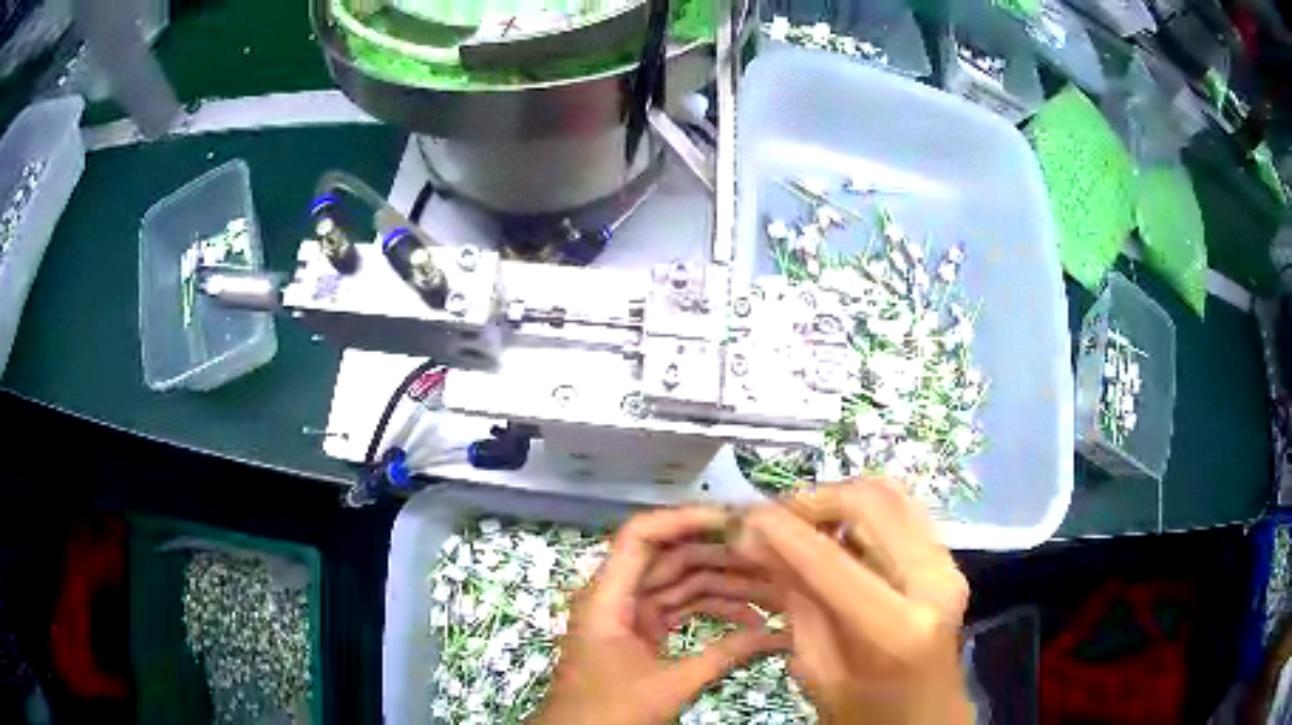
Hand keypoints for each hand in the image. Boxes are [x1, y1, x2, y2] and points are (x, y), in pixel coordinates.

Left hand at [534, 507, 789, 724]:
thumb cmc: (611, 711)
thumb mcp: (670, 685)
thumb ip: (724, 655)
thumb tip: (779, 634)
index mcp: (607, 596)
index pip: (641, 536)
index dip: (685, 519)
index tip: (734, 521)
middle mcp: (617, 595)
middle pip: (671, 558)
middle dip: (721, 557)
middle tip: (771, 556)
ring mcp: (630, 614)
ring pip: (681, 584)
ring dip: (724, 587)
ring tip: (773, 590)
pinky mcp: (641, 632)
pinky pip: (680, 609)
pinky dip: (712, 612)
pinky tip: (751, 621)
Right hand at [732, 479, 972, 724]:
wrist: (927, 717)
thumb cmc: (866, 712)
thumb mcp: (818, 671)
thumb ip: (797, 603)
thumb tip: (760, 542)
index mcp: (898, 629)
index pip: (830, 561)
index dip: (781, 531)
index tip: (743, 518)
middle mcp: (934, 582)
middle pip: (870, 503)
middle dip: (812, 500)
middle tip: (772, 518)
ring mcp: (948, 564)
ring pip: (890, 493)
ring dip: (837, 498)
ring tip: (800, 522)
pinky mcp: (948, 558)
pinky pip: (902, 509)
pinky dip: (861, 510)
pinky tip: (834, 533)